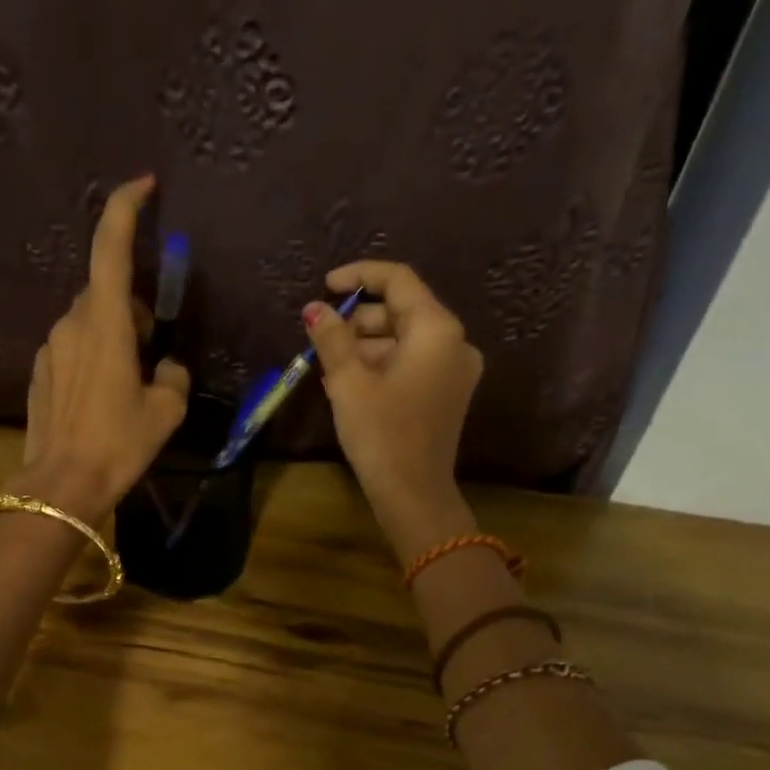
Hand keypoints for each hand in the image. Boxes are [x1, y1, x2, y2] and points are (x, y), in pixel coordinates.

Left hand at [16, 175, 189, 524]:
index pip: (111, 246)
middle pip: (105, 290)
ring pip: (89, 320)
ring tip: (131, 381)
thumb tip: (166, 367)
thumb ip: (172, 376)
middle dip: (133, 305)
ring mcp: (51, 347)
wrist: (61, 486)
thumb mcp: (164, 412)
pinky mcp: (41, 371)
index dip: (125, 206)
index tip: (144, 185)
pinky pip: (74, 346)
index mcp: (105, 323)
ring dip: (114, 334)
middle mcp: (72, 324)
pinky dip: (94, 355)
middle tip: (154, 348)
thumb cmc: (118, 445)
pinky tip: (104, 397)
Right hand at [305, 261, 481, 555]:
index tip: (326, 286)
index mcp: (437, 330)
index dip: (359, 276)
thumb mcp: (349, 382)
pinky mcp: (447, 393)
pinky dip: (381, 364)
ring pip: (404, 339)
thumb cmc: (381, 433)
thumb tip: (315, 308)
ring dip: (366, 345)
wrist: (414, 494)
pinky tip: (348, 382)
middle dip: (359, 319)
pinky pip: (411, 363)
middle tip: (320, 337)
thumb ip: (332, 338)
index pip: (399, 281)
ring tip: (328, 365)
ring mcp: (454, 370)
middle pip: (402, 310)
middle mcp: (454, 342)